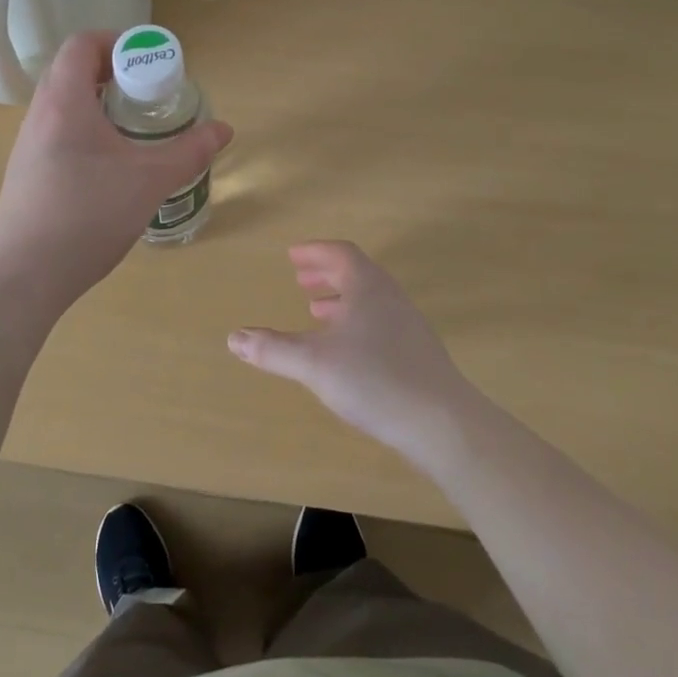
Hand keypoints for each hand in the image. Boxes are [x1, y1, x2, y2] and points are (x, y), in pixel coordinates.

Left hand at [0, 31, 232, 305]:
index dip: (117, 42)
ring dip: (99, 105)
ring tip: (134, 131)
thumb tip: (224, 129)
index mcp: (64, 101)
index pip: (82, 44)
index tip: (148, 63)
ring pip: (64, 105)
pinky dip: (85, 132)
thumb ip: (190, 151)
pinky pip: (57, 133)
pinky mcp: (26, 172)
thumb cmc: (88, 216)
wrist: (25, 275)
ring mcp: (28, 144)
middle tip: (148, 96)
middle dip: (114, 75)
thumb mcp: (149, 181)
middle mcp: (40, 114)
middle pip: (72, 71)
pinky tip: (109, 167)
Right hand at [227, 241, 472, 466]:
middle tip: (301, 280)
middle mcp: (391, 299)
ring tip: (317, 311)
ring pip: (371, 300)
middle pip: (358, 274)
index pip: (341, 254)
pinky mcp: (419, 355)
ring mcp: (409, 327)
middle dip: (327, 274)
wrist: (444, 424)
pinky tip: (347, 351)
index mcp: (368, 288)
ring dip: (342, 299)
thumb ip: (273, 349)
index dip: (316, 252)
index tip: (293, 256)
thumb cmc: (376, 380)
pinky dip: (357, 323)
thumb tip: (233, 337)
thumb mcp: (314, 364)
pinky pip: (381, 323)